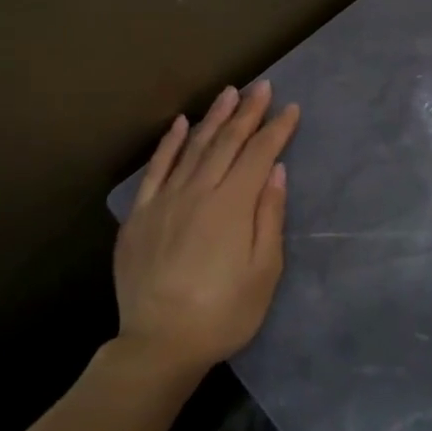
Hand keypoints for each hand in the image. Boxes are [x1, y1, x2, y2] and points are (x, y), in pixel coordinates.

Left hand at [114, 80, 300, 375]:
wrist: (159, 343)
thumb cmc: (223, 313)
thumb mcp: (263, 272)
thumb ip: (270, 216)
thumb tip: (276, 171)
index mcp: (232, 205)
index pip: (259, 155)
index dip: (276, 130)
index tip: (291, 109)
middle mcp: (198, 191)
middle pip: (227, 143)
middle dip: (247, 112)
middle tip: (263, 87)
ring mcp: (165, 199)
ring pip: (193, 147)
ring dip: (213, 118)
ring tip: (228, 93)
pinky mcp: (140, 213)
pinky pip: (155, 168)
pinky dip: (169, 144)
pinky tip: (181, 124)